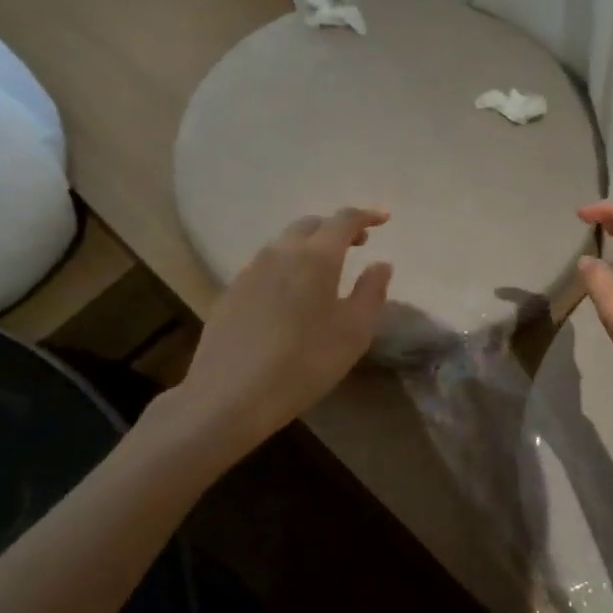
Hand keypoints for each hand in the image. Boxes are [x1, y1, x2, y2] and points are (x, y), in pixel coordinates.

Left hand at [181, 208, 392, 448]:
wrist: (229, 396)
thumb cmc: (304, 362)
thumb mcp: (354, 332)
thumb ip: (372, 292)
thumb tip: (381, 264)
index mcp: (316, 257)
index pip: (344, 220)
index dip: (366, 215)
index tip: (384, 219)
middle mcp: (281, 252)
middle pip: (311, 225)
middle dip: (336, 228)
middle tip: (357, 243)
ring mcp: (251, 270)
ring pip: (285, 243)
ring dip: (309, 245)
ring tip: (325, 269)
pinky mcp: (231, 291)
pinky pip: (266, 265)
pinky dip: (287, 265)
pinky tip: (290, 294)